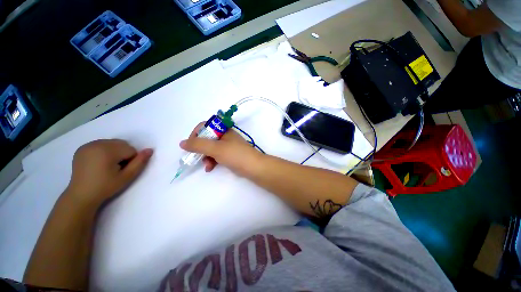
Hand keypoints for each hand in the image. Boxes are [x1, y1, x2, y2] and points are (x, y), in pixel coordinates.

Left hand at [65, 139, 153, 208]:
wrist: (81, 195)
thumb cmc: (106, 187)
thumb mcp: (127, 176)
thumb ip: (140, 162)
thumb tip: (150, 150)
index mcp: (107, 151)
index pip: (131, 150)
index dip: (131, 161)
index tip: (121, 171)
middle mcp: (97, 144)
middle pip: (122, 144)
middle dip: (124, 154)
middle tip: (116, 168)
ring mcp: (88, 145)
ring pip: (113, 143)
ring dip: (116, 152)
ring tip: (107, 165)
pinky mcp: (83, 148)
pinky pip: (102, 144)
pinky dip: (106, 151)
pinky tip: (100, 162)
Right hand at [180, 122, 261, 176]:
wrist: (253, 167)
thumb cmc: (235, 155)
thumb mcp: (216, 148)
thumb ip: (198, 145)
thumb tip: (182, 143)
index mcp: (223, 130)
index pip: (204, 126)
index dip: (195, 134)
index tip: (190, 145)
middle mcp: (225, 136)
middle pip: (206, 138)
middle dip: (200, 149)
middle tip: (196, 157)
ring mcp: (228, 145)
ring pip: (211, 148)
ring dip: (206, 157)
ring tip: (207, 166)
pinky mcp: (230, 155)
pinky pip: (217, 155)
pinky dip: (212, 161)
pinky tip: (210, 168)